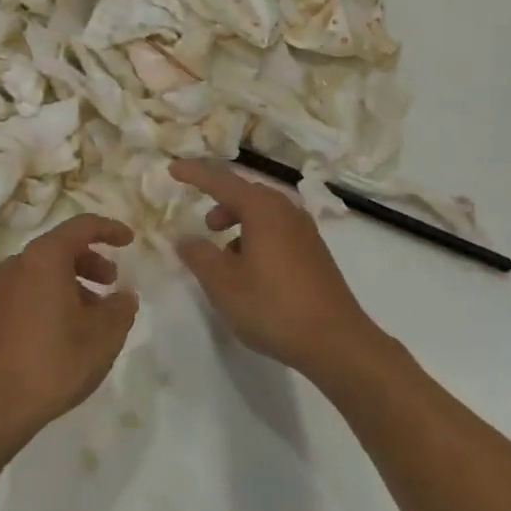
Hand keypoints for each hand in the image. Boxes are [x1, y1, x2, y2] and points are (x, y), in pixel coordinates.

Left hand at [0, 215, 138, 456]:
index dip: (109, 229)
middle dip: (92, 261)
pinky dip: (54, 297)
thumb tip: (124, 295)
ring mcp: (1, 289)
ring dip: (75, 283)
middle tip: (113, 283)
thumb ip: (121, 308)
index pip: (82, 226)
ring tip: (95, 315)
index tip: (129, 240)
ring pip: (46, 272)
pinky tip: (68, 331)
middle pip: (61, 248)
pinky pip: (31, 290)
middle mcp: (19, 264)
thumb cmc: (52, 362)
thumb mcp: (102, 337)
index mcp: (44, 258)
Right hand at [171, 160, 379, 378]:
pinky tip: (251, 269)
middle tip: (204, 224)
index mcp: (263, 209)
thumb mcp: (223, 284)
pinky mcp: (315, 253)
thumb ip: (199, 255)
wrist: (337, 341)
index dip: (195, 174)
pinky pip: (278, 230)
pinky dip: (257, 236)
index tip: (173, 169)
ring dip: (239, 222)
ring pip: (264, 213)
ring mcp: (305, 231)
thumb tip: (184, 238)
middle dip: (221, 202)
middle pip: (247, 193)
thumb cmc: (273, 307)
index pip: (222, 181)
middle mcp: (286, 211)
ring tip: (224, 252)